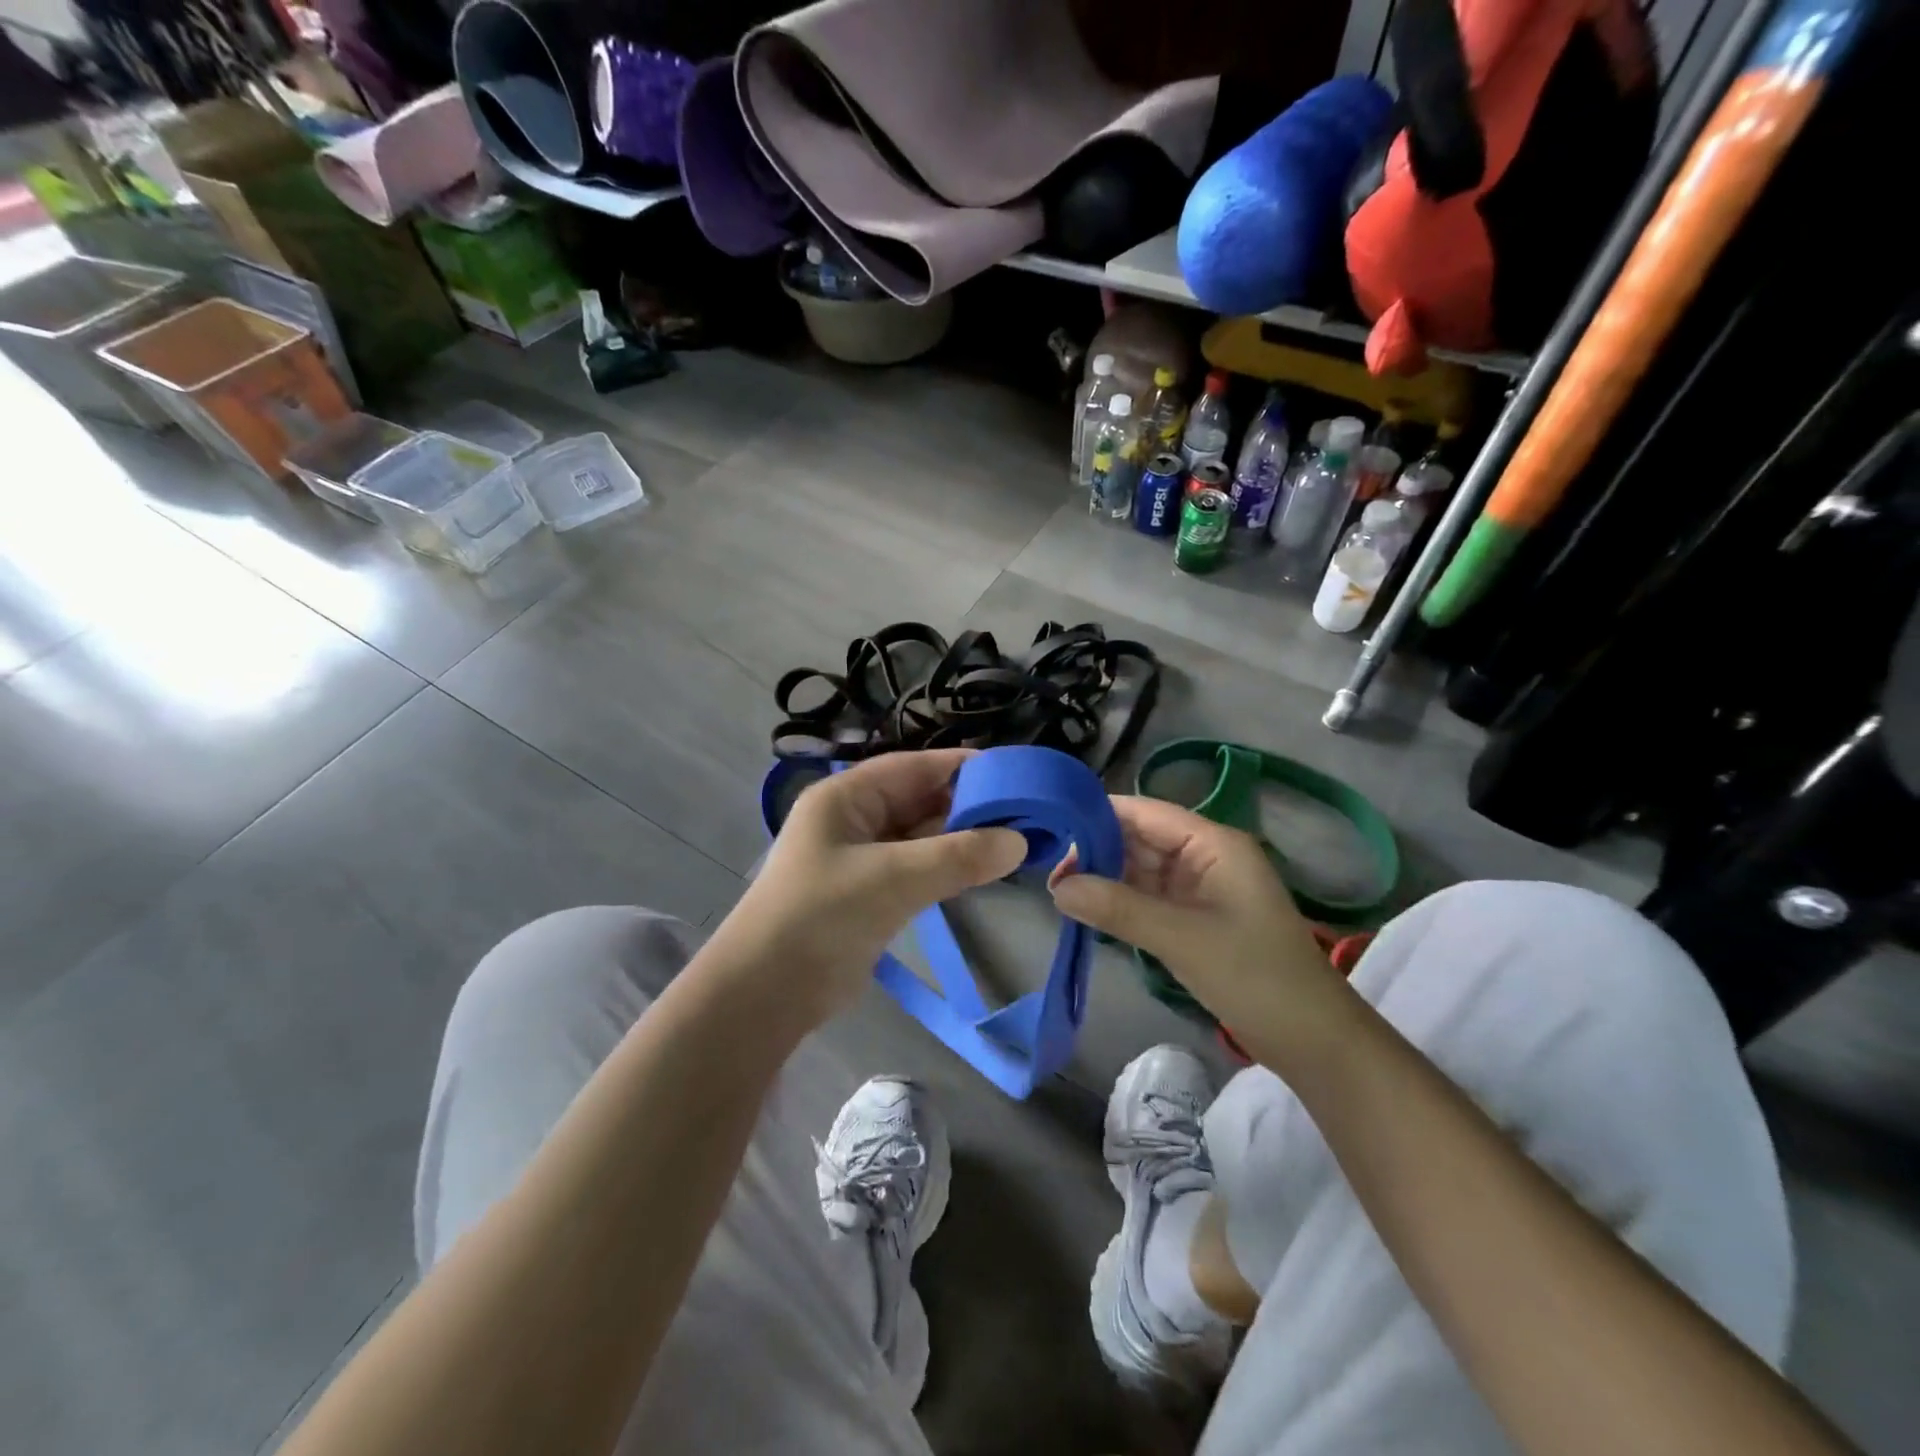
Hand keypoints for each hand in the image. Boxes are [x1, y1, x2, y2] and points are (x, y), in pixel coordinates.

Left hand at [719, 749, 1026, 1025]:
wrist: (766, 993)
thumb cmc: (823, 916)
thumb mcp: (893, 878)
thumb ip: (957, 857)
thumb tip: (1019, 842)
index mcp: (844, 797)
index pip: (911, 767)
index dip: (958, 766)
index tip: (1009, 772)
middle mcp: (851, 820)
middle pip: (917, 800)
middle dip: (965, 805)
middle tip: (1022, 811)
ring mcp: (859, 859)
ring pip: (919, 837)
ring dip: (959, 839)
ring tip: (1012, 839)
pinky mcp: (868, 895)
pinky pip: (915, 868)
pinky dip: (945, 867)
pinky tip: (979, 871)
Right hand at [1049, 796, 1349, 1068]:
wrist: (1314, 1042)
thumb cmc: (1255, 976)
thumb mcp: (1181, 938)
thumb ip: (1118, 908)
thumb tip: (1057, 887)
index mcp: (1213, 844)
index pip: (1145, 812)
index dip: (1099, 815)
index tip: (1051, 828)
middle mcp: (1205, 857)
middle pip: (1139, 839)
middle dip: (1096, 851)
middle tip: (1047, 871)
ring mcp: (1200, 890)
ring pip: (1140, 871)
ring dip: (1105, 879)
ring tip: (1058, 891)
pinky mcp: (1194, 921)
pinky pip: (1148, 900)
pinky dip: (1120, 904)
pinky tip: (1087, 911)